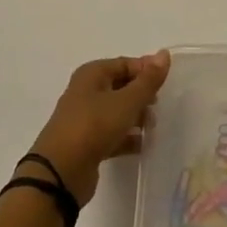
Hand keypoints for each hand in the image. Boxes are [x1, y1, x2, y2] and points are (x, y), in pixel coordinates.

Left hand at [27, 51, 170, 204]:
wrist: (60, 173)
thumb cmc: (94, 126)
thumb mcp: (127, 101)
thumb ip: (148, 80)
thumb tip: (164, 54)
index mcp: (92, 74)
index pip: (125, 63)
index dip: (146, 71)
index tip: (166, 84)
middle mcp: (86, 92)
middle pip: (121, 86)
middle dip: (142, 95)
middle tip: (159, 106)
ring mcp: (84, 118)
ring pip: (117, 111)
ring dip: (136, 117)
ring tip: (153, 127)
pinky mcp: (86, 143)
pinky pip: (112, 134)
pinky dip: (126, 137)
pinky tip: (142, 145)